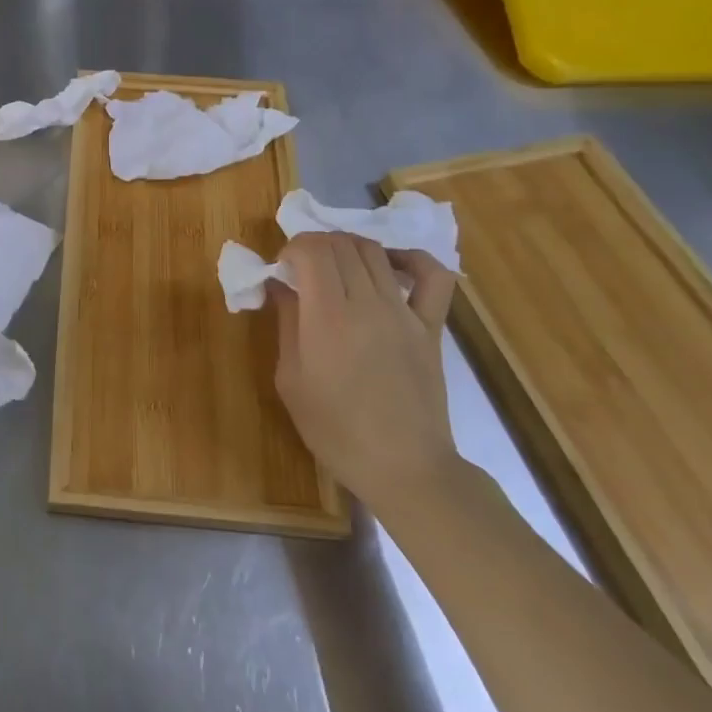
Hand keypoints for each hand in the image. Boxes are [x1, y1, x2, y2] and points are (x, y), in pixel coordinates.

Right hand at [271, 233, 460, 514]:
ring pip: (374, 251)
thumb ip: (286, 322)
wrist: (404, 467)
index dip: (292, 248)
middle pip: (341, 244)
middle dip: (315, 245)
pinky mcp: (431, 326)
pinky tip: (390, 267)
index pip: (312, 249)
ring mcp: (404, 312)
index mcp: (327, 317)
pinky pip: (432, 275)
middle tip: (303, 269)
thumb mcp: (290, 379)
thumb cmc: (335, 430)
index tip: (282, 269)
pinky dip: (410, 259)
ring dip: (348, 248)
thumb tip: (279, 284)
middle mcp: (367, 303)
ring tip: (336, 269)